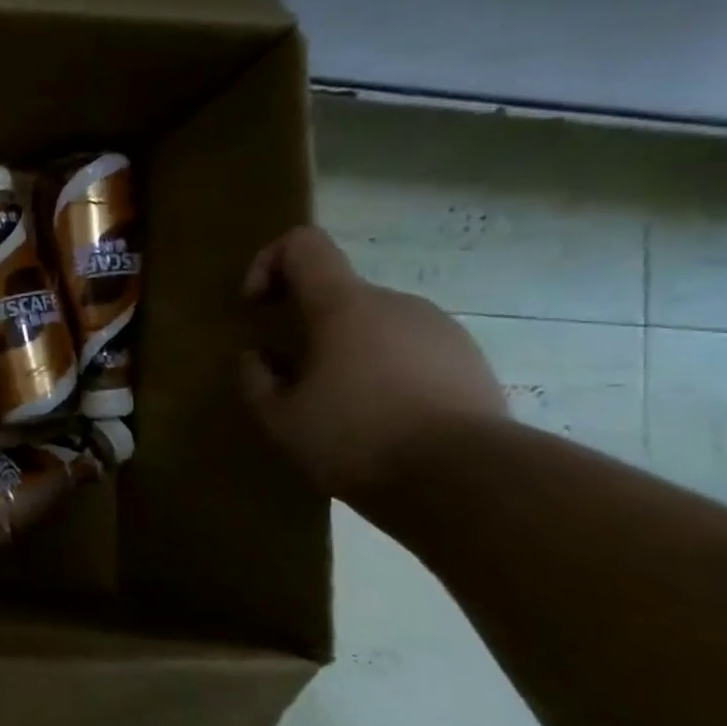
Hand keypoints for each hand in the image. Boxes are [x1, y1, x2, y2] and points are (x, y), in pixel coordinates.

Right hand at [240, 226, 507, 503]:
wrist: (468, 480)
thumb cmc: (357, 438)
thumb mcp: (280, 418)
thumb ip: (256, 379)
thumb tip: (257, 356)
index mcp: (345, 306)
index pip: (303, 245)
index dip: (269, 262)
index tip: (256, 307)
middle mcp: (397, 303)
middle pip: (339, 292)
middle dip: (307, 325)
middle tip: (291, 377)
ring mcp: (441, 330)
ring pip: (376, 326)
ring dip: (346, 352)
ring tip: (338, 407)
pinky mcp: (470, 362)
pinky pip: (410, 352)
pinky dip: (384, 373)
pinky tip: (380, 421)